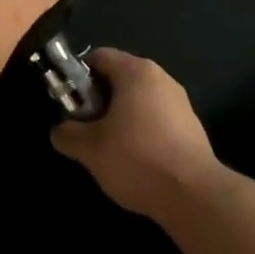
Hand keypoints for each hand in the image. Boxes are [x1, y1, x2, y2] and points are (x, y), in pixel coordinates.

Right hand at [51, 49, 221, 220]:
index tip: (70, 104)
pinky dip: (142, 130)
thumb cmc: (137, 159)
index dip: (78, 77)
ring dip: (120, 117)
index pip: (99, 57)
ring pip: (139, 99)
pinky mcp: (192, 126)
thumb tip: (60, 131)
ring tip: (110, 148)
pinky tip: (137, 160)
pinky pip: (157, 118)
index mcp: (136, 71)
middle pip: (119, 77)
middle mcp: (160, 77)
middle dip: (99, 100)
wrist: (194, 196)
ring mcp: (180, 101)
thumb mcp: (90, 149)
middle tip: (87, 128)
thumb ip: (68, 134)